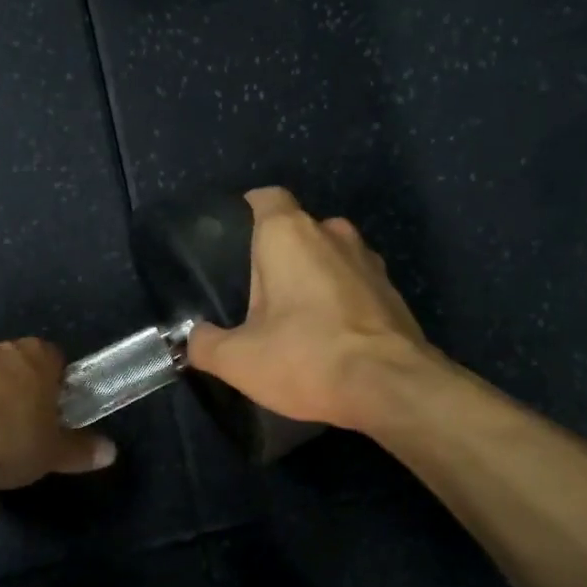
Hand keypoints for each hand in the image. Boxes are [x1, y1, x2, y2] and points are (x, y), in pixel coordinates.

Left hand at [0, 338, 114, 489]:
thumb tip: (111, 452)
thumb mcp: (48, 454)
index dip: (57, 386)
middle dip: (21, 389)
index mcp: (37, 357)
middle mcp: (1, 347)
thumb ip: (79, 451)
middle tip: (21, 426)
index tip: (53, 414)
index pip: (57, 360)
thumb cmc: (2, 440)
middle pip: (20, 364)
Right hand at [186, 187, 437, 429]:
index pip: (266, 198)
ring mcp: (369, 260)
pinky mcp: (392, 290)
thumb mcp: (238, 360)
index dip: (248, 209)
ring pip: (330, 254)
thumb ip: (205, 344)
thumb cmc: (307, 357)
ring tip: (294, 313)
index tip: (234, 235)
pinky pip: (354, 282)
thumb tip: (194, 338)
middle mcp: (332, 233)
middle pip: (298, 228)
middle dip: (278, 252)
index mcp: (289, 235)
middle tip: (256, 290)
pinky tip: (330, 332)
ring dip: (313, 274)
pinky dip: (340, 297)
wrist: (392, 388)